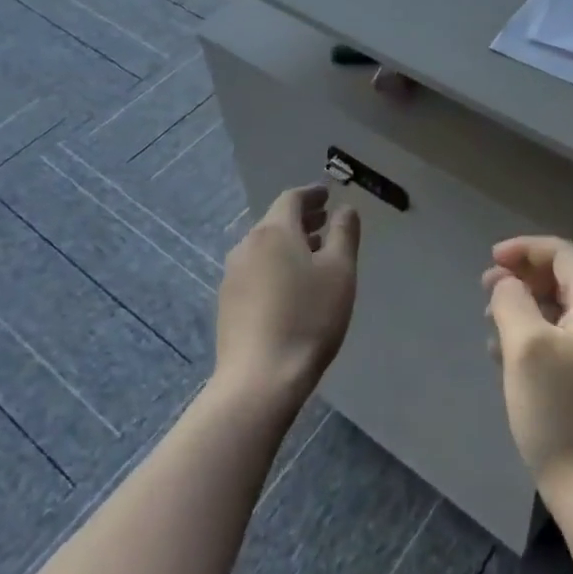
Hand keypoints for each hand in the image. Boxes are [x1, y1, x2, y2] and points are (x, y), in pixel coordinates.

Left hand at [215, 185, 360, 408]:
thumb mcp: (340, 272)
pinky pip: (256, 269)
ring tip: (314, 253)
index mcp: (274, 231)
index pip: (292, 199)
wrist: (259, 379)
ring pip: (265, 246)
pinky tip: (291, 285)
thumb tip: (345, 209)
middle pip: (276, 221)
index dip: (312, 194)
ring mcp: (232, 275)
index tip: (328, 195)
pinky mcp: (227, 303)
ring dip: (289, 242)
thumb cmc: (308, 318)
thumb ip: (344, 233)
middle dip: (302, 218)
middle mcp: (247, 245)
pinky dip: (276, 264)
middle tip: (325, 220)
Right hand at [483, 236, 572, 511]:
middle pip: (565, 279)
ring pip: (563, 311)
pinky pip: (567, 340)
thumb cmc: (561, 412)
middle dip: (523, 278)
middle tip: (485, 290)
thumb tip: (506, 282)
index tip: (488, 260)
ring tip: (491, 323)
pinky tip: (508, 356)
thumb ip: (511, 300)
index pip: (563, 254)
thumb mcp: (525, 347)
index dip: (523, 249)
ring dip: (526, 308)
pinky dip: (537, 335)